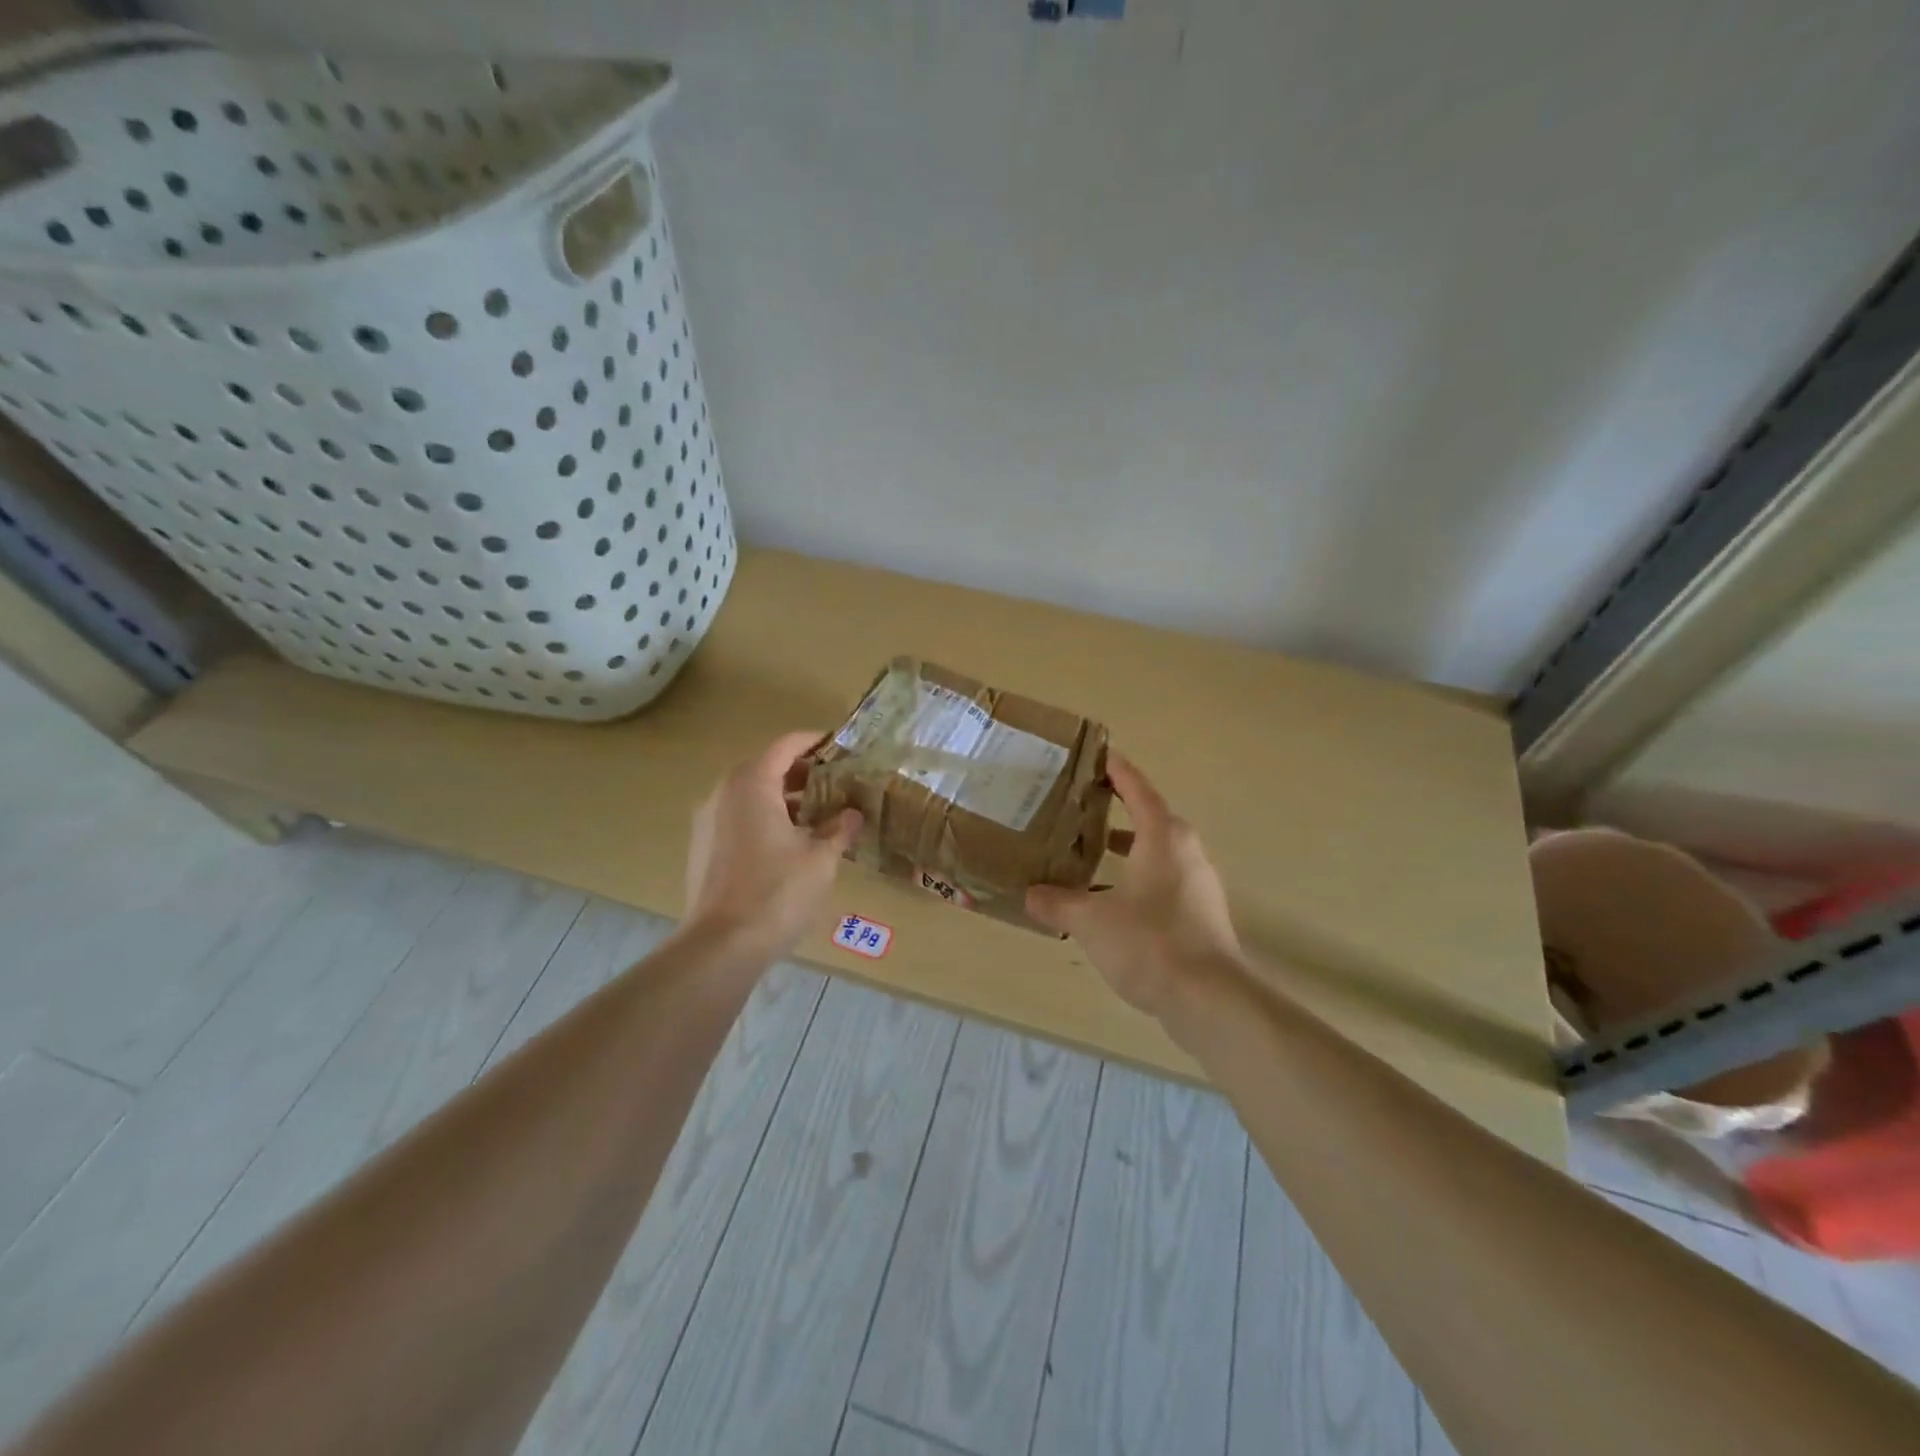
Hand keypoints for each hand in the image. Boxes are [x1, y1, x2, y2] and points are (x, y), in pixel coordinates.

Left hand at [684, 732, 863, 959]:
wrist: (721, 945)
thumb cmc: (777, 892)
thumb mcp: (820, 858)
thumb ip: (838, 829)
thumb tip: (852, 814)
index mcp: (752, 783)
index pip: (786, 745)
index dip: (816, 742)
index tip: (841, 747)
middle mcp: (724, 793)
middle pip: (766, 766)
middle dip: (802, 772)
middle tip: (836, 783)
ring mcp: (708, 821)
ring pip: (751, 794)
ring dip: (784, 797)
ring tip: (819, 815)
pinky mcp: (703, 847)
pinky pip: (738, 817)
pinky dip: (765, 817)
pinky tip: (790, 843)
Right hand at [1027, 753, 1244, 1023]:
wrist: (1210, 1000)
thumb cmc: (1150, 943)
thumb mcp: (1091, 920)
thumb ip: (1057, 903)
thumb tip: (1030, 895)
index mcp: (1163, 836)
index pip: (1136, 787)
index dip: (1115, 769)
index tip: (1095, 754)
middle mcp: (1185, 851)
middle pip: (1148, 817)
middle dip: (1114, 809)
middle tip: (1077, 805)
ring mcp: (1197, 883)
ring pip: (1155, 852)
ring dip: (1124, 848)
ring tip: (1087, 852)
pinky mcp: (1200, 913)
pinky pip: (1162, 881)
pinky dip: (1134, 879)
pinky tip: (1108, 903)